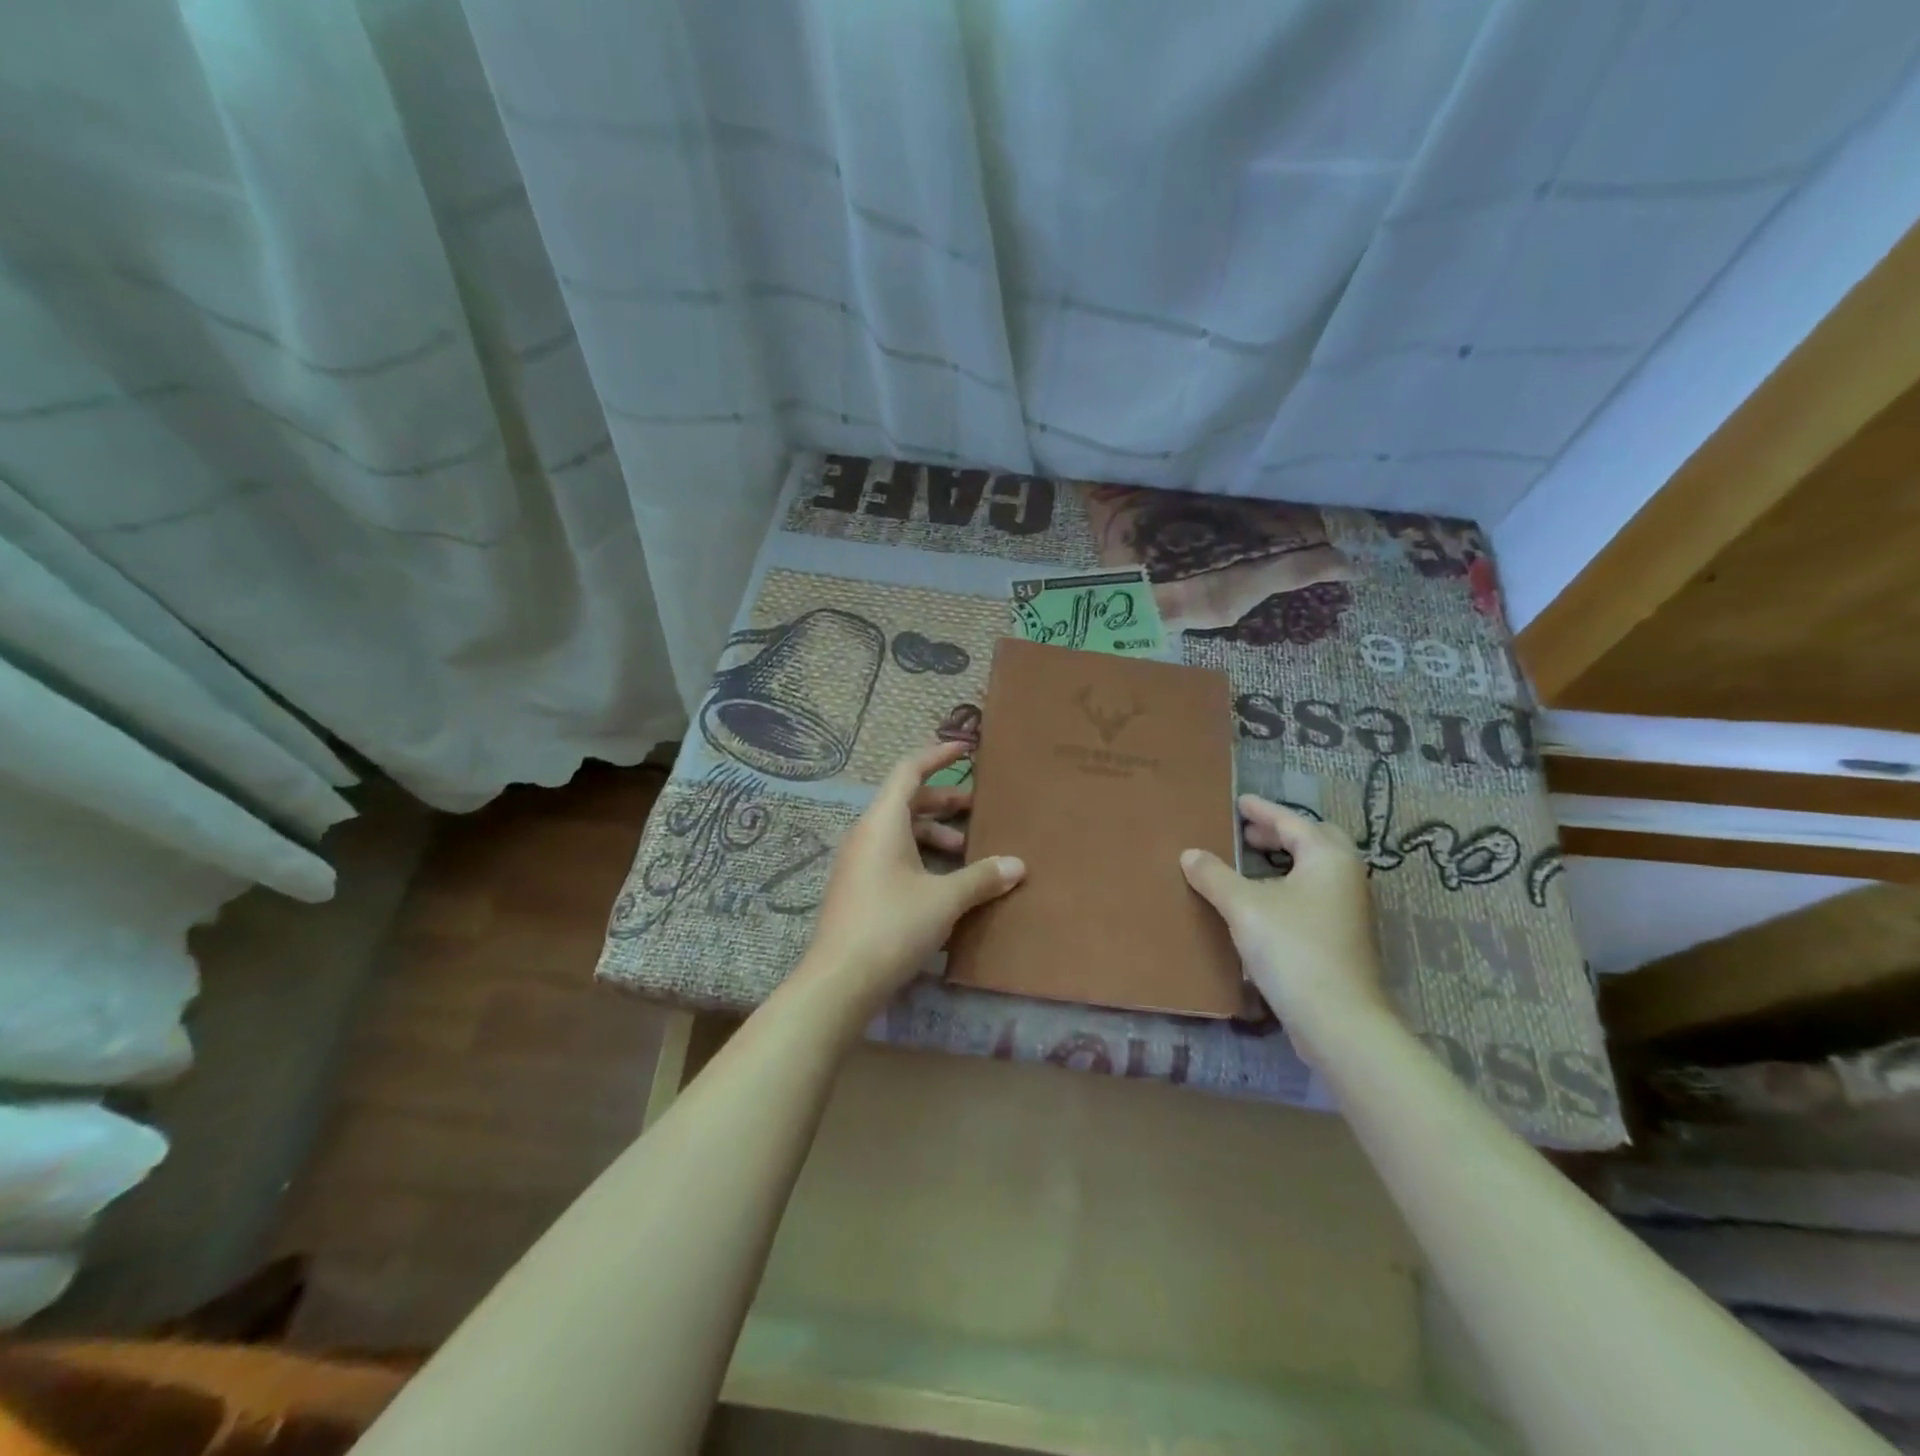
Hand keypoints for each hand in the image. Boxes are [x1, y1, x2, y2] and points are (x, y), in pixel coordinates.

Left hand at [797, 741, 1024, 1015]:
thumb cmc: (893, 925)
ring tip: (967, 852)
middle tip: (978, 809)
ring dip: (934, 834)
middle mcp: (866, 834)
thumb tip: (1018, 865)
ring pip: (900, 831)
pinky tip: (943, 881)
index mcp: (882, 822)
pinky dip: (920, 855)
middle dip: (943, 801)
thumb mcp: (945, 899)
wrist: (840, 980)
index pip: (909, 771)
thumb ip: (982, 878)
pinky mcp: (857, 887)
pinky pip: (892, 854)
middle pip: (906, 801)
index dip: (937, 755)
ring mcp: (858, 861)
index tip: (966, 749)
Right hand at [1180, 795, 1394, 1045]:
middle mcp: (1346, 876)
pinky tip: (1264, 902)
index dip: (1262, 810)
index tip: (1238, 802)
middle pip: (1314, 841)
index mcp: (1327, 857)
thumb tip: (1190, 854)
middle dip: (1281, 833)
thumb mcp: (1243, 906)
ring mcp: (1350, 909)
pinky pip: (1315, 894)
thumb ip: (1214, 875)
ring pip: (1317, 870)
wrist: (1338, 1019)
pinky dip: (1290, 886)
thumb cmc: (1292, 948)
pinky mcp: (1344, 938)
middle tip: (1247, 833)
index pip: (1291, 821)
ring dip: (1286, 861)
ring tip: (1251, 863)